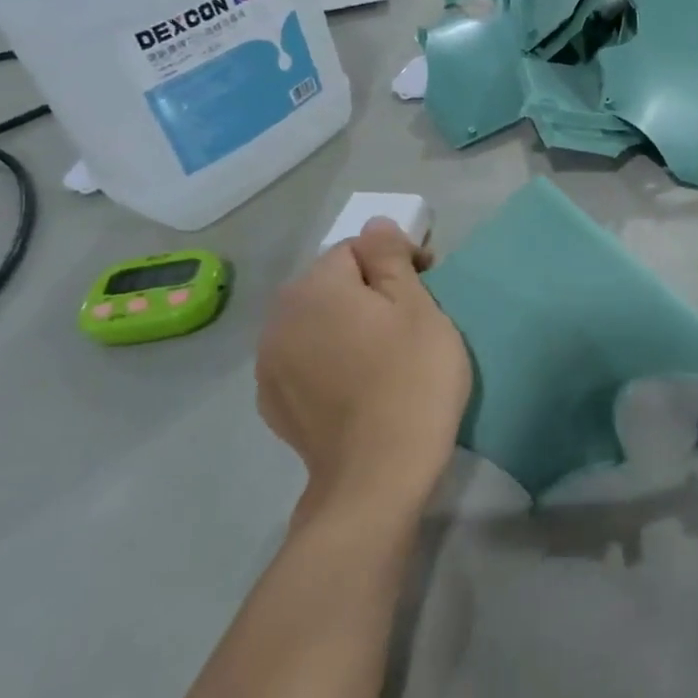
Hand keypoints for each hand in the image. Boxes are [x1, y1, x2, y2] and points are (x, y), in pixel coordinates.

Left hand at [256, 221, 471, 527]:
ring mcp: (269, 363)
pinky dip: (330, 359)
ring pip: (316, 323)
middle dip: (368, 291)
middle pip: (330, 285)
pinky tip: (358, 384)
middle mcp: (279, 317)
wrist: (378, 472)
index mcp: (315, 287)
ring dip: (346, 325)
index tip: (428, 282)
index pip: (356, 249)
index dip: (395, 259)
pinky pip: (305, 360)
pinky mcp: (273, 401)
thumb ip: (391, 258)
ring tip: (385, 353)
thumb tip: (375, 225)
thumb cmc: (412, 378)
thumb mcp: (418, 307)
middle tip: (411, 318)